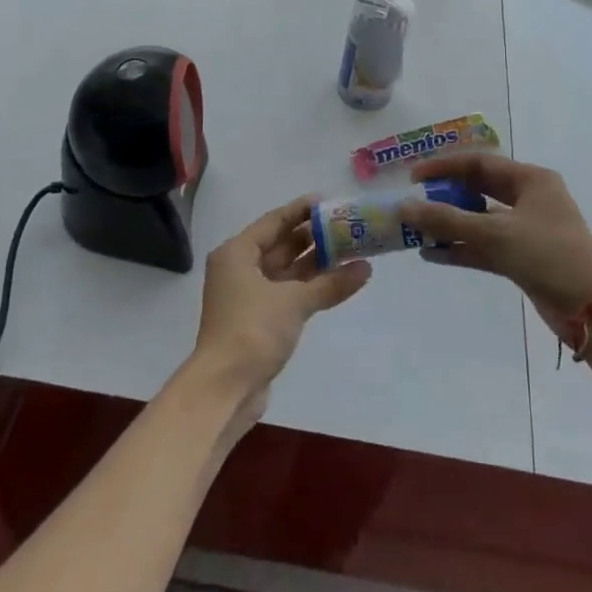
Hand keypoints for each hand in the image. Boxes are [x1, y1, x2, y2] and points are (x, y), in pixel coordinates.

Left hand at [191, 198, 371, 402]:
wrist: (224, 390)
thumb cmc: (252, 330)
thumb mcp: (294, 301)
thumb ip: (330, 282)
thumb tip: (366, 268)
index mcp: (237, 253)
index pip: (274, 221)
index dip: (301, 210)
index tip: (329, 201)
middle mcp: (240, 269)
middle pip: (281, 245)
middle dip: (314, 237)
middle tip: (347, 226)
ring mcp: (249, 296)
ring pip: (287, 270)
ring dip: (316, 263)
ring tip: (351, 250)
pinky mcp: (259, 320)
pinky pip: (289, 293)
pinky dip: (311, 287)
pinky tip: (339, 281)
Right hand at [401, 155, 591, 338]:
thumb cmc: (548, 255)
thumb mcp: (496, 233)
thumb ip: (448, 220)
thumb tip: (405, 207)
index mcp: (531, 180)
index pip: (479, 163)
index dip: (444, 167)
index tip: (413, 176)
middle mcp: (529, 199)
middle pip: (478, 190)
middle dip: (445, 197)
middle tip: (414, 202)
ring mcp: (525, 229)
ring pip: (479, 221)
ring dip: (450, 226)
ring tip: (416, 230)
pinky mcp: (522, 258)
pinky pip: (484, 246)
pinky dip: (461, 248)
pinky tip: (432, 254)